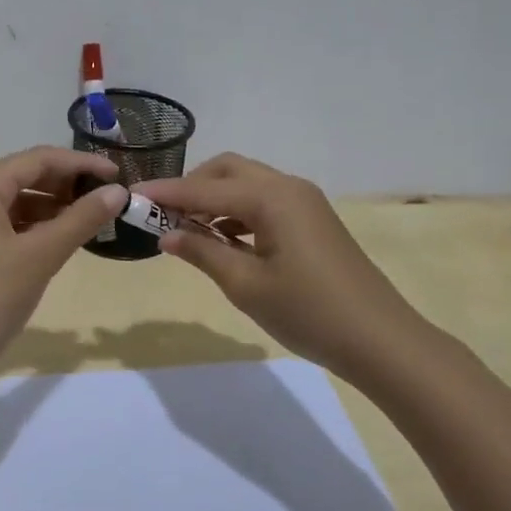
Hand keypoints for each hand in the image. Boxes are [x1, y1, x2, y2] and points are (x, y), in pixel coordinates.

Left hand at [0, 147, 126, 379]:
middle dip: (66, 185)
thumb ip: (81, 219)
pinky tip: (58, 242)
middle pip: (24, 176)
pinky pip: (4, 225)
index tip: (118, 175)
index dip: (81, 163)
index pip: (38, 159)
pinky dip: (33, 228)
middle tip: (107, 199)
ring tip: (90, 221)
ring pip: (15, 202)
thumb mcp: (40, 257)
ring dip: (52, 208)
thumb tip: (118, 192)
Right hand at [140, 154, 434, 383]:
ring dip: (213, 198)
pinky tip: (222, 239)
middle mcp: (287, 187)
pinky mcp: (312, 220)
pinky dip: (236, 212)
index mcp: (271, 197)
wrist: (380, 340)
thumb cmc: (308, 312)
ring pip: (246, 184)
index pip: (204, 188)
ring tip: (186, 230)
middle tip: (162, 215)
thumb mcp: (246, 285)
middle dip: (191, 186)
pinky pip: (263, 201)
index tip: (130, 196)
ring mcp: (304, 202)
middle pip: (227, 170)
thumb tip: (166, 235)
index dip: (165, 193)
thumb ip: (202, 252)